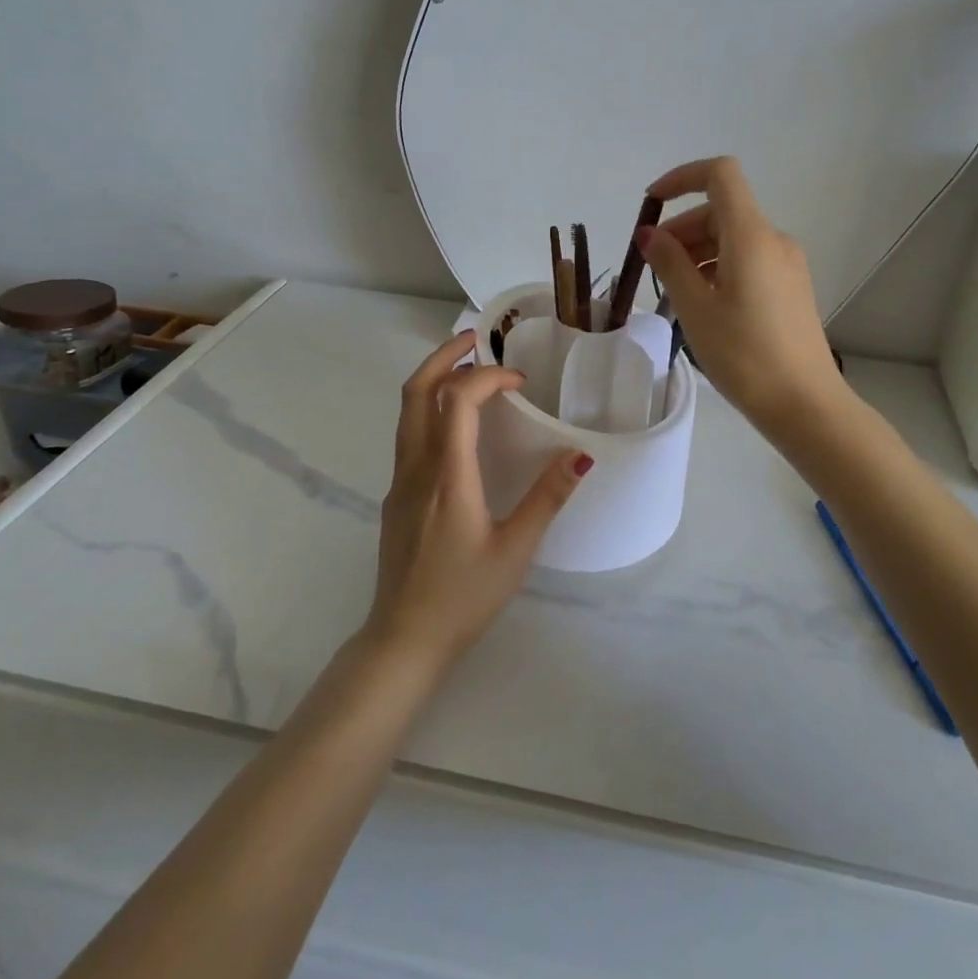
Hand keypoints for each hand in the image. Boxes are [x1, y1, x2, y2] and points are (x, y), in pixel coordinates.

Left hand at [364, 333, 592, 672]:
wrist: (403, 639)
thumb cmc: (463, 596)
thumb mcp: (515, 550)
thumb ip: (547, 498)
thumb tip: (581, 454)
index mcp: (448, 476)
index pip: (458, 401)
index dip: (488, 378)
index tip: (520, 383)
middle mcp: (417, 468)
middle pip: (417, 391)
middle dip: (445, 356)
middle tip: (476, 339)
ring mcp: (400, 480)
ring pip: (408, 411)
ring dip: (435, 379)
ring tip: (469, 370)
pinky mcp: (397, 495)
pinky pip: (410, 434)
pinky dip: (431, 408)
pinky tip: (458, 426)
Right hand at [639, 156, 846, 433]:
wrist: (805, 404)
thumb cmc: (744, 354)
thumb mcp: (695, 308)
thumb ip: (669, 263)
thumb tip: (649, 234)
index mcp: (751, 236)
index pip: (720, 175)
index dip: (681, 178)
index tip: (651, 205)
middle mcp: (774, 239)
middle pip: (722, 210)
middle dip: (682, 227)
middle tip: (652, 266)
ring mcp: (787, 263)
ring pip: (733, 237)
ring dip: (698, 250)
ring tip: (674, 291)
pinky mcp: (791, 286)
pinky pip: (748, 259)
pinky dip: (719, 266)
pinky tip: (704, 303)